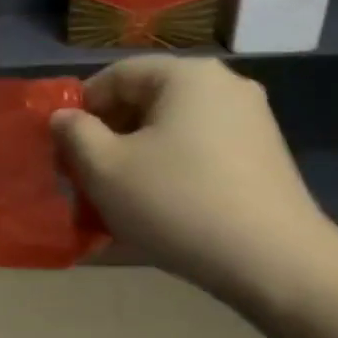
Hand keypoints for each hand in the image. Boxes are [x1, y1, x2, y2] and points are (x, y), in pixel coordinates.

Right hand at [51, 56, 337, 307]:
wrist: (274, 262)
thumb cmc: (177, 204)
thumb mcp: (106, 169)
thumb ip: (75, 134)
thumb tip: (64, 119)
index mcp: (187, 75)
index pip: (116, 76)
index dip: (80, 110)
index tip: (62, 151)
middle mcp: (224, 86)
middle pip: (146, 102)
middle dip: (107, 138)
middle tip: (84, 179)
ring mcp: (250, 122)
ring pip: (171, 131)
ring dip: (136, 159)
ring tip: (116, 201)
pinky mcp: (263, 158)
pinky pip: (199, 153)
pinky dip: (170, 172)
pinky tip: (158, 210)